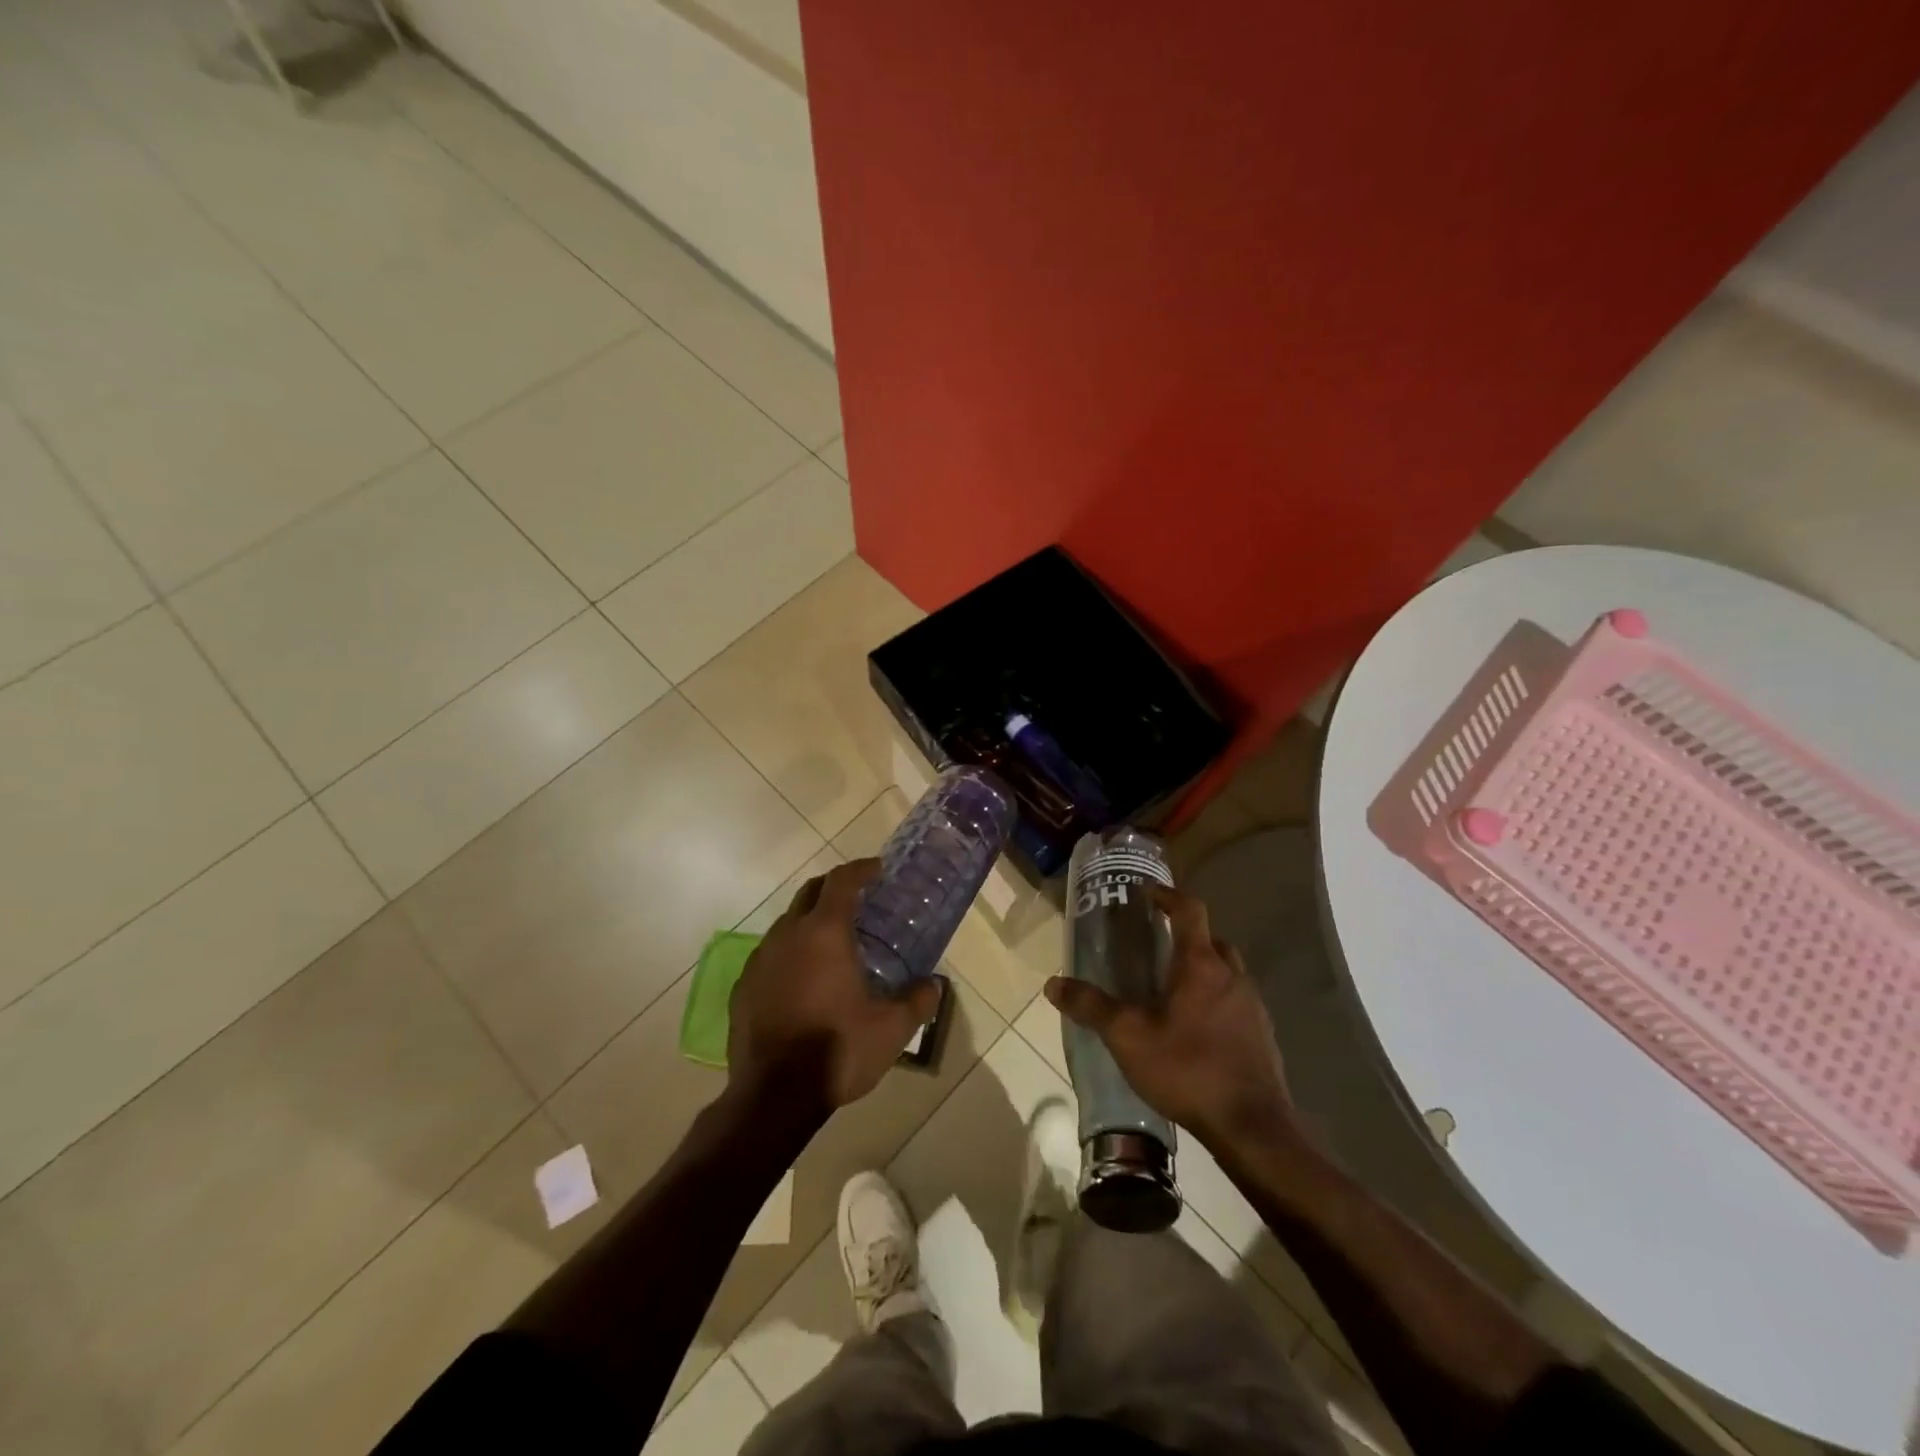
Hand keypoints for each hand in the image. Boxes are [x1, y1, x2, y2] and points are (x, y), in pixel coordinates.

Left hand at [726, 860, 941, 1116]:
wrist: (773, 1096)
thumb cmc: (838, 1051)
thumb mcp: (892, 1029)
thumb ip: (917, 1001)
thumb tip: (933, 985)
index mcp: (824, 934)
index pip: (842, 881)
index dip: (861, 869)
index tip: (878, 870)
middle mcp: (788, 935)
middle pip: (810, 892)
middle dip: (835, 888)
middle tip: (859, 900)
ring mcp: (760, 960)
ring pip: (787, 923)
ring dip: (811, 921)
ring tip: (833, 944)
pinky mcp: (743, 987)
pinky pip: (771, 955)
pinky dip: (791, 953)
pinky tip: (804, 980)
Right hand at [1044, 885, 1297, 1151]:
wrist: (1253, 1128)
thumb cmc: (1188, 1069)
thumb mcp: (1128, 1037)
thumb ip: (1091, 1007)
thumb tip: (1052, 984)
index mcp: (1201, 965)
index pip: (1190, 910)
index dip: (1168, 895)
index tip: (1147, 893)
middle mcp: (1233, 976)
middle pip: (1212, 939)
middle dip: (1186, 936)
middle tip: (1157, 946)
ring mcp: (1254, 1006)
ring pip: (1227, 971)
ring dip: (1203, 970)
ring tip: (1172, 990)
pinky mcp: (1264, 1036)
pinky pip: (1237, 1002)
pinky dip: (1217, 1001)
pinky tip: (1196, 1029)